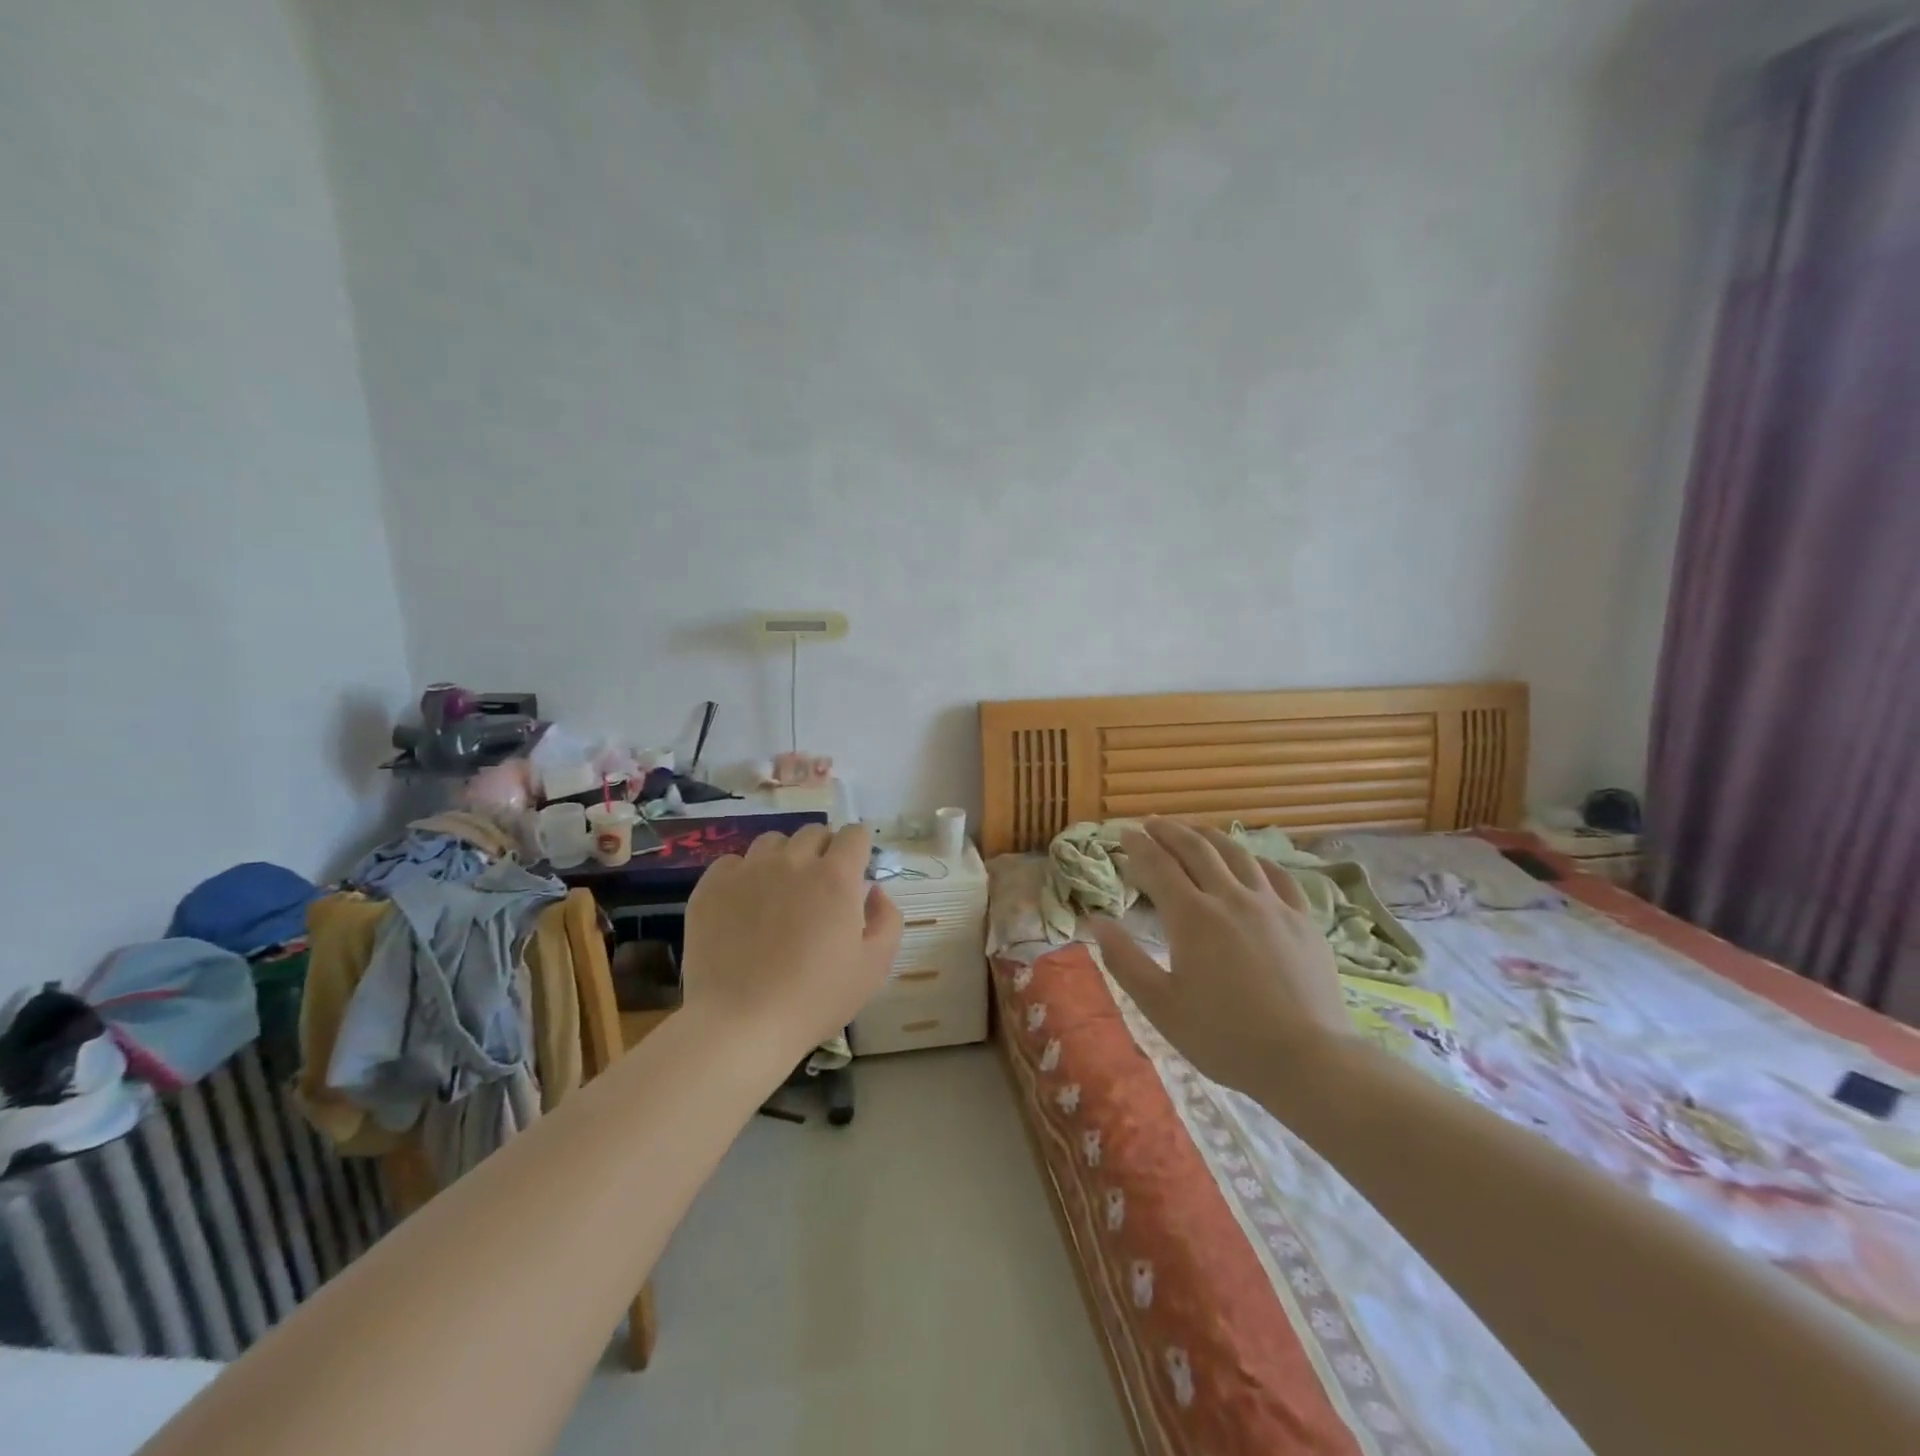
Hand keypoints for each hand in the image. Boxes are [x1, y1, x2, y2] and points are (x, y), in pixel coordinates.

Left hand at [682, 823, 902, 1064]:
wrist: (741, 1024)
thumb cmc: (815, 999)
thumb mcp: (875, 966)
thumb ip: (888, 919)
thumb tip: (874, 890)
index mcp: (835, 876)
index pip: (854, 834)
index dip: (859, 849)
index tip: (855, 872)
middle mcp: (793, 861)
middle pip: (814, 832)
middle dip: (824, 851)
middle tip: (819, 889)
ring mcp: (748, 870)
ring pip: (773, 842)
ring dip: (784, 858)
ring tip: (780, 893)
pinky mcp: (712, 887)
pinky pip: (732, 862)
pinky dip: (744, 875)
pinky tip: (744, 906)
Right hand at [1091, 820, 1353, 1094]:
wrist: (1308, 1061)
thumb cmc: (1225, 1037)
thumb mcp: (1160, 1006)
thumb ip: (1124, 960)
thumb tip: (1097, 921)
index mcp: (1192, 916)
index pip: (1159, 865)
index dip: (1138, 846)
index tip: (1124, 834)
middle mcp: (1231, 898)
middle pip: (1196, 848)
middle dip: (1170, 831)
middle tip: (1152, 823)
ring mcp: (1272, 905)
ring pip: (1237, 854)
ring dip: (1209, 836)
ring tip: (1194, 831)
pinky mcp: (1302, 920)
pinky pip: (1278, 875)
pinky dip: (1255, 860)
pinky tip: (1251, 862)